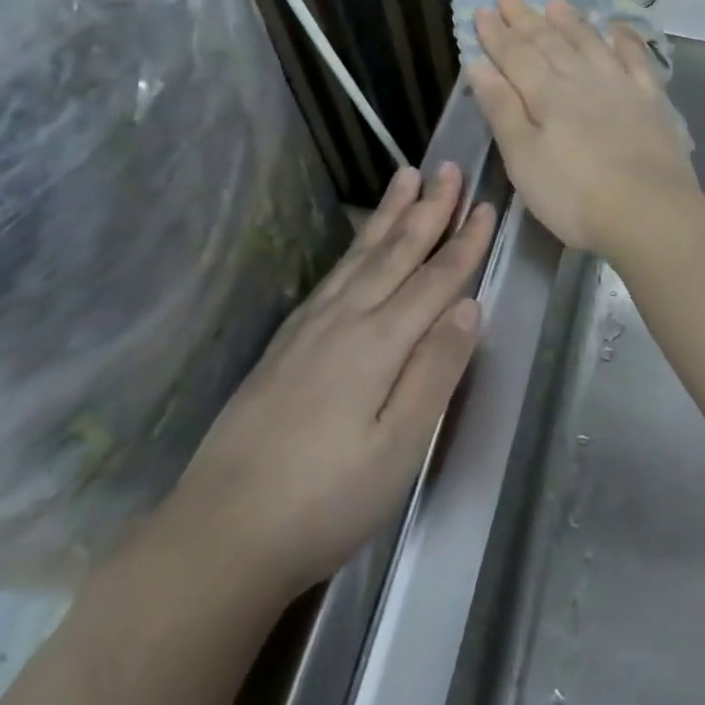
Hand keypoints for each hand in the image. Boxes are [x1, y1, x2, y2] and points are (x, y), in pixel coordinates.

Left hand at [163, 164, 491, 594]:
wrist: (218, 537)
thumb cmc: (325, 500)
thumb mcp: (399, 448)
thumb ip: (437, 371)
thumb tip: (470, 306)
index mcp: (379, 343)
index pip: (435, 279)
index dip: (465, 242)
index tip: (487, 205)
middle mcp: (346, 319)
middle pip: (397, 252)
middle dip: (429, 208)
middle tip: (450, 167)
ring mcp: (311, 328)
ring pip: (362, 255)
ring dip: (390, 214)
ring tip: (407, 177)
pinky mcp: (286, 343)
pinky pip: (334, 274)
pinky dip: (356, 246)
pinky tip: (360, 243)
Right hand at [468, 0, 703, 256]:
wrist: (648, 209)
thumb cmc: (573, 194)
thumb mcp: (523, 159)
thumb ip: (502, 109)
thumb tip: (479, 65)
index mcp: (546, 94)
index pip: (515, 55)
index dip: (496, 33)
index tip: (481, 9)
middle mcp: (581, 78)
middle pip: (549, 41)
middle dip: (526, 17)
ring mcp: (620, 85)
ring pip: (589, 42)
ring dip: (570, 21)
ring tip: (555, 2)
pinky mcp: (650, 99)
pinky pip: (636, 58)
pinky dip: (624, 40)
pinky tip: (617, 28)